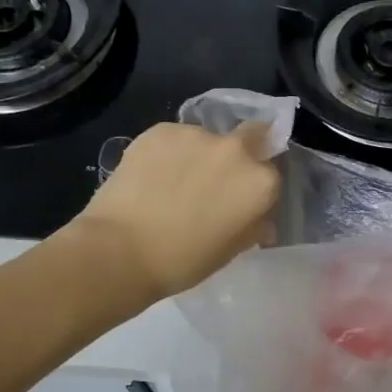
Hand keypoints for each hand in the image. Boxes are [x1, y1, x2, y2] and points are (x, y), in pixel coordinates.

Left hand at [68, 122, 279, 302]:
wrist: (119, 251)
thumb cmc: (183, 261)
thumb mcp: (231, 251)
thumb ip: (254, 227)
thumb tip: (261, 221)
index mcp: (260, 182)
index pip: (273, 173)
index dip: (258, 186)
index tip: (243, 200)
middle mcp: (235, 150)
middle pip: (253, 136)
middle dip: (244, 151)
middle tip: (218, 179)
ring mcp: (197, 135)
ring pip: (209, 139)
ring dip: (201, 155)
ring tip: (175, 182)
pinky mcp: (161, 130)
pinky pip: (175, 139)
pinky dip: (170, 153)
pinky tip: (153, 177)